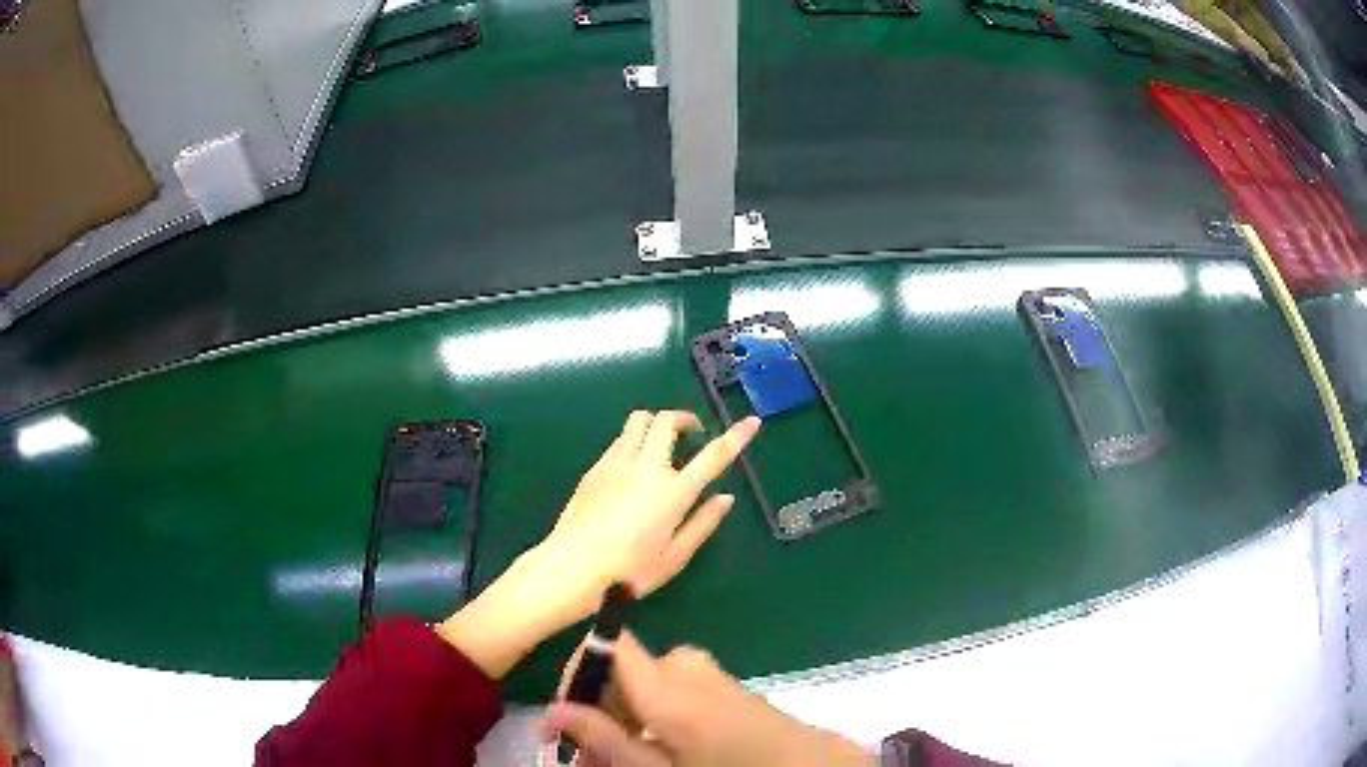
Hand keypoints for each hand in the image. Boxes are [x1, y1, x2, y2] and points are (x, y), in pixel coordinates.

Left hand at [529, 410, 759, 620]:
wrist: (573, 567)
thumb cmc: (630, 571)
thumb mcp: (675, 556)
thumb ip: (703, 523)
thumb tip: (725, 498)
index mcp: (674, 492)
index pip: (714, 455)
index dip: (736, 436)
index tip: (752, 422)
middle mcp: (646, 467)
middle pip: (667, 420)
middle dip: (685, 419)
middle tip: (692, 436)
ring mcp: (616, 463)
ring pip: (639, 421)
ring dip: (656, 424)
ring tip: (662, 446)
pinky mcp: (595, 468)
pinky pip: (619, 439)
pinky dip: (634, 440)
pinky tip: (633, 468)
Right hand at [545, 633, 872, 766]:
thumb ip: (606, 740)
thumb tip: (553, 712)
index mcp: (669, 686)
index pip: (609, 643)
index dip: (578, 671)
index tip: (565, 716)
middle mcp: (689, 669)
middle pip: (625, 669)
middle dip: (599, 708)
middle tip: (589, 755)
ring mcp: (714, 677)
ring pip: (649, 683)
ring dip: (627, 715)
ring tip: (625, 756)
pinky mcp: (729, 689)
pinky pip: (678, 690)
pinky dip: (657, 714)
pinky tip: (661, 748)